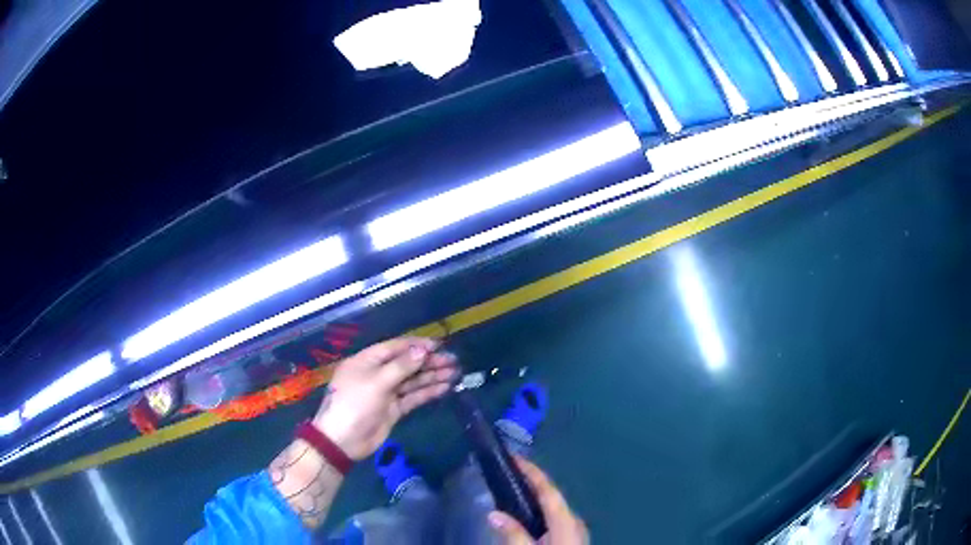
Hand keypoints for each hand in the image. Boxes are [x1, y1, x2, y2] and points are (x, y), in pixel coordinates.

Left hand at [313, 336, 456, 459]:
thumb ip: (401, 367)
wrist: (344, 440)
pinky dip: (427, 392)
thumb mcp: (376, 382)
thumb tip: (422, 351)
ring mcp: (386, 392)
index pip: (395, 347)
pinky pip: (413, 397)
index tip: (439, 345)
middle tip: (452, 360)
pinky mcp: (393, 409)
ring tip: (454, 373)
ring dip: (432, 376)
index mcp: (367, 361)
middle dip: (429, 361)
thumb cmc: (355, 404)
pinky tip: (444, 388)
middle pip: (406, 364)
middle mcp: (377, 374)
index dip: (417, 345)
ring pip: (412, 381)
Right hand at [489, 457, 587, 544]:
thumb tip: (493, 514)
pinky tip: (526, 516)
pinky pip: (554, 518)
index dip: (531, 471)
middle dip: (530, 482)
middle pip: (551, 495)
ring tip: (512, 490)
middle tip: (507, 472)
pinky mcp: (572, 539)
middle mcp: (574, 520)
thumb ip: (513, 533)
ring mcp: (576, 530)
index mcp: (566, 519)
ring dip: (534, 497)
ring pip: (553, 507)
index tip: (513, 456)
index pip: (547, 489)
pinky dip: (539, 510)